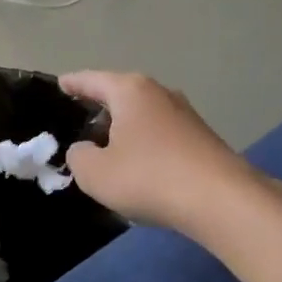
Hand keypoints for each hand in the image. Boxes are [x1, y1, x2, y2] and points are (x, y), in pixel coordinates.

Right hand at [60, 71, 259, 232]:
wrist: (222, 201)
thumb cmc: (148, 177)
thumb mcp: (95, 173)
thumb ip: (78, 157)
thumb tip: (85, 149)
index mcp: (130, 91)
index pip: (91, 80)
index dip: (72, 84)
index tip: (59, 84)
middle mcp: (159, 93)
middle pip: (120, 95)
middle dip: (99, 108)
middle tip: (77, 122)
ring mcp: (185, 115)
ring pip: (142, 116)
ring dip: (123, 130)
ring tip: (104, 149)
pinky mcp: (201, 139)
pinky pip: (160, 136)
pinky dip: (143, 146)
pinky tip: (137, 168)